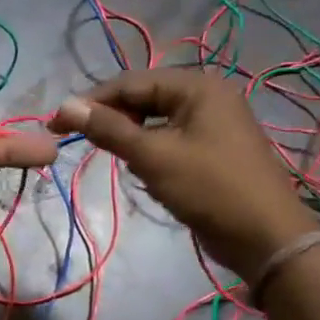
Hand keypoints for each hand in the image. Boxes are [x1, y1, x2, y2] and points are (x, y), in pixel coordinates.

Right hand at [51, 69, 319, 281]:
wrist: (265, 237)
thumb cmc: (209, 189)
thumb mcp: (153, 157)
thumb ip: (108, 129)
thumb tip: (65, 105)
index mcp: (197, 87)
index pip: (131, 82)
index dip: (90, 102)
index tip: (55, 125)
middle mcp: (207, 97)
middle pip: (143, 98)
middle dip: (111, 119)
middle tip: (79, 142)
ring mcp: (212, 124)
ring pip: (155, 121)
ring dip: (129, 137)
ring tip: (111, 158)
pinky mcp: (212, 150)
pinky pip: (169, 140)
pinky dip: (149, 152)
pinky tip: (141, 172)